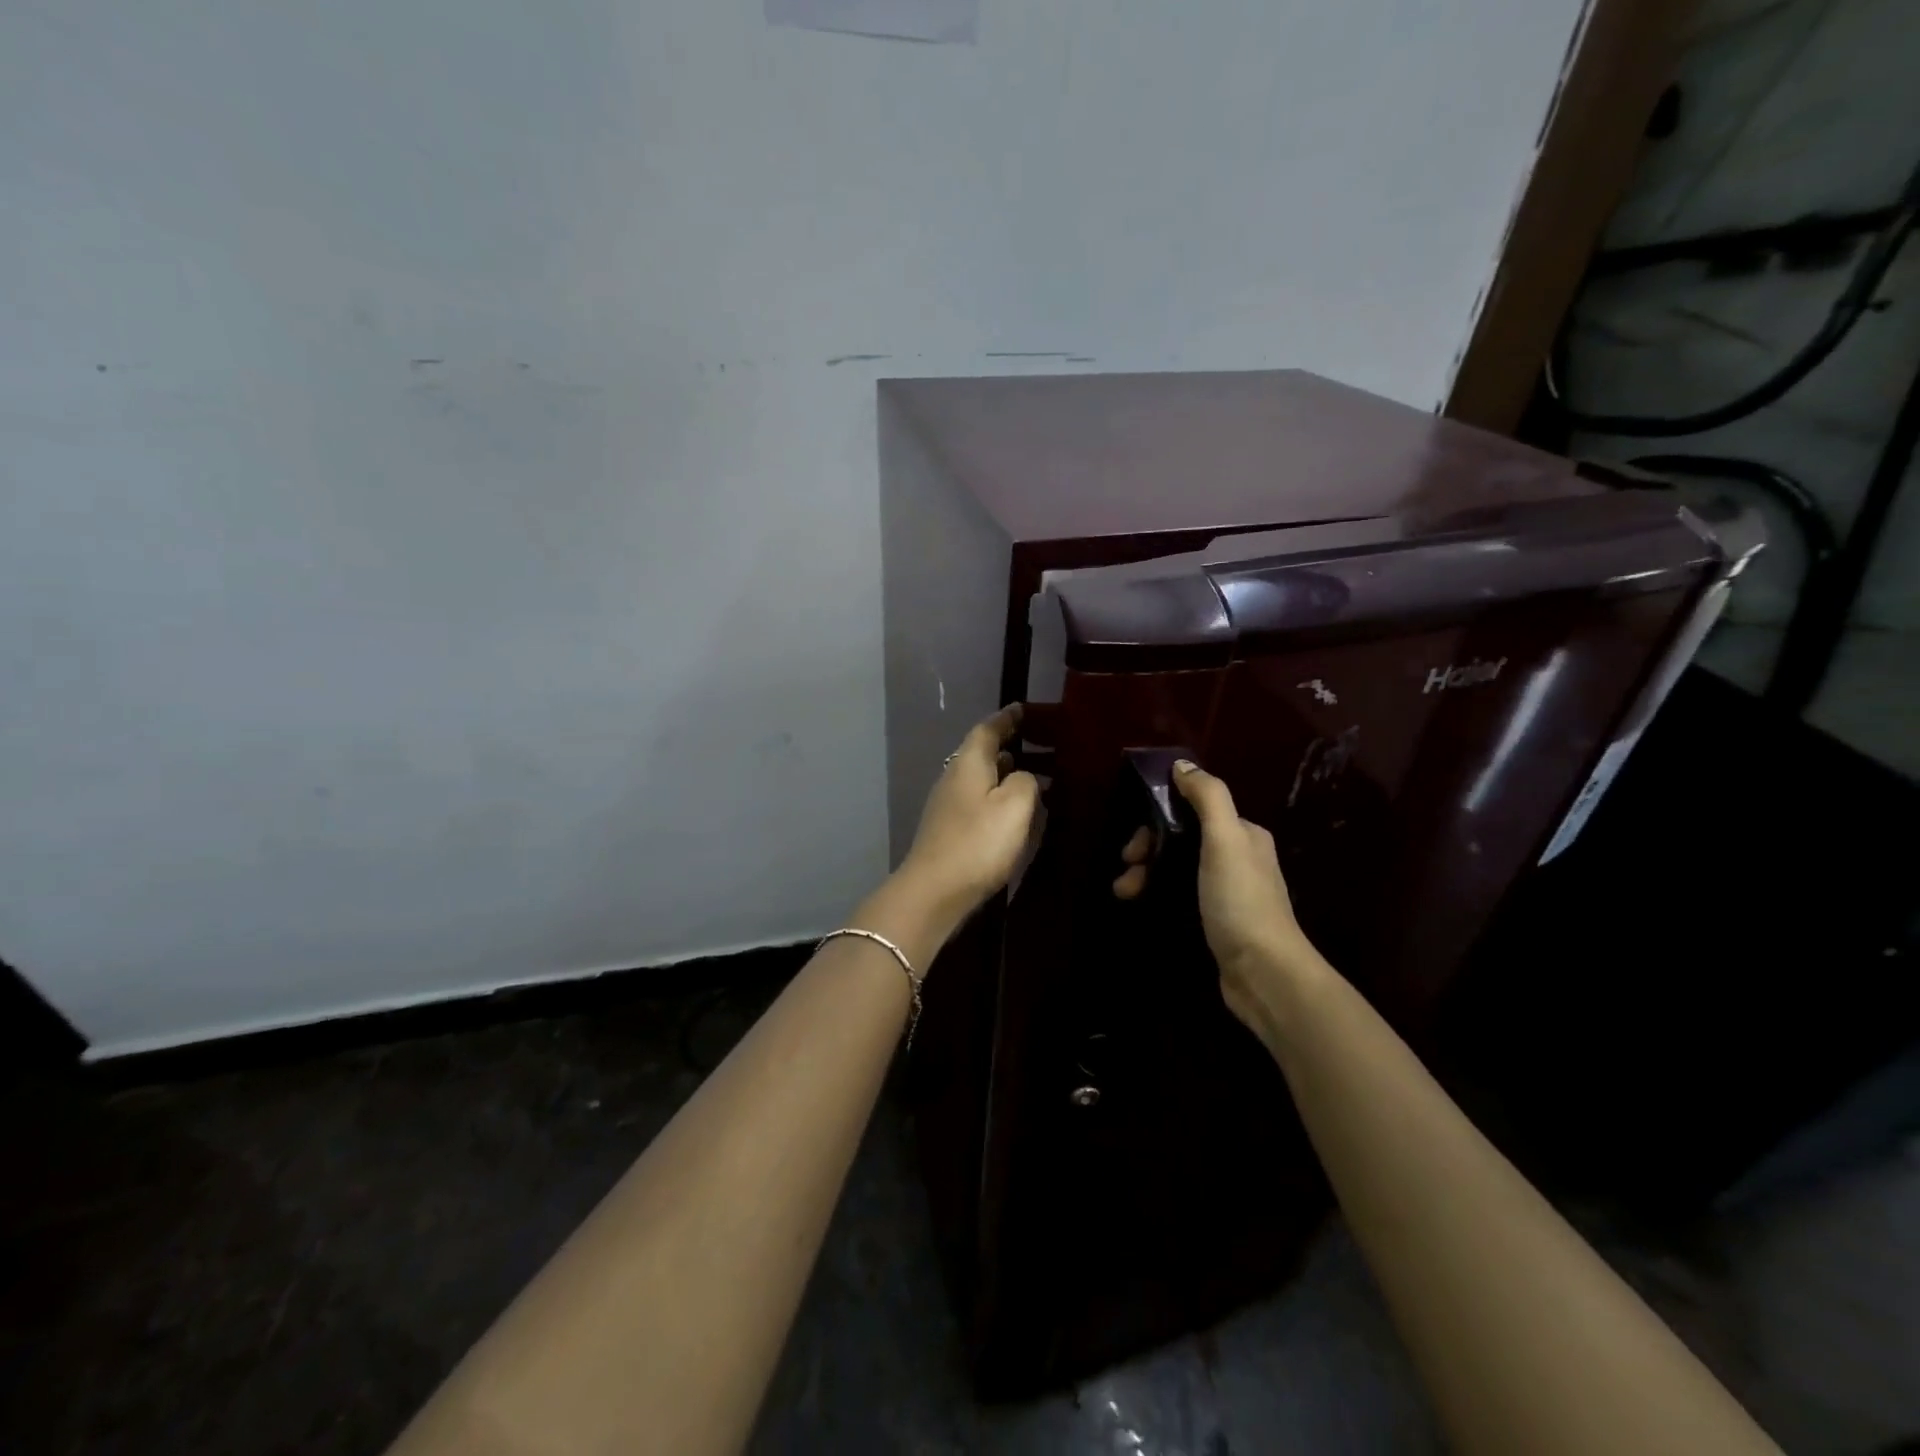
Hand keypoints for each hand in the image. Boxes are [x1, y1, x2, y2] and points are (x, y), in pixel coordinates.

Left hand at [895, 705, 1040, 927]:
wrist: (934, 892)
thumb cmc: (978, 843)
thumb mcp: (1015, 806)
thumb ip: (1026, 782)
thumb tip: (1023, 776)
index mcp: (969, 763)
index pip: (988, 729)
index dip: (1007, 719)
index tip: (1023, 710)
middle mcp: (954, 777)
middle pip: (982, 753)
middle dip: (1009, 746)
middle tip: (1040, 744)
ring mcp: (948, 805)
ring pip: (980, 779)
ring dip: (1004, 774)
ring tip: (1033, 777)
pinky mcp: (949, 830)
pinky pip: (978, 802)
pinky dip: (997, 798)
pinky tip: (1013, 812)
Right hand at [1113, 760, 1317, 1037]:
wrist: (1264, 972)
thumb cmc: (1240, 900)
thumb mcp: (1225, 839)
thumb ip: (1207, 797)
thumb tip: (1182, 764)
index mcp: (1243, 834)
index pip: (1194, 811)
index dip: (1160, 818)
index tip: (1135, 839)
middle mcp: (1237, 858)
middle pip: (1182, 839)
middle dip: (1149, 848)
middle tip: (1127, 865)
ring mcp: (1227, 892)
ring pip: (1177, 869)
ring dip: (1147, 874)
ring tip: (1124, 892)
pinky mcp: (1217, 921)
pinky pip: (1180, 896)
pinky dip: (1158, 895)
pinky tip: (1141, 904)